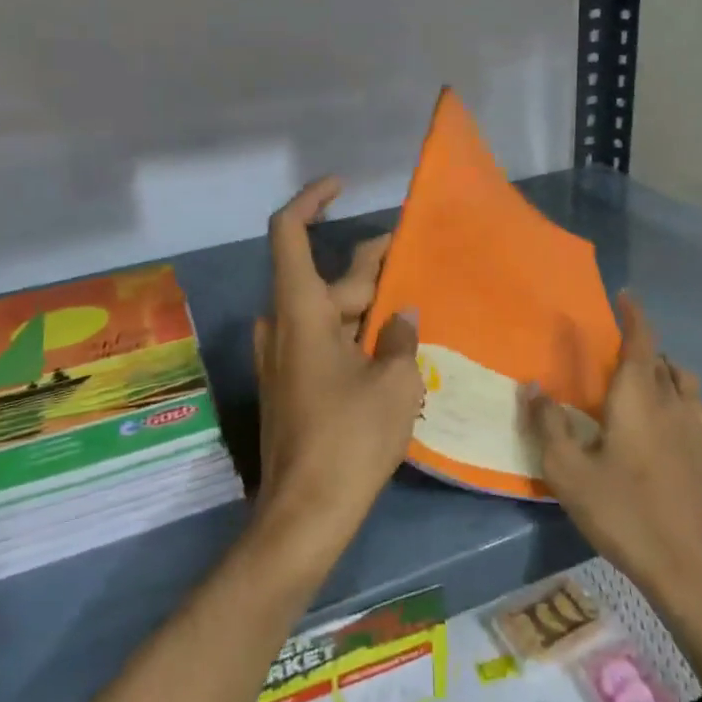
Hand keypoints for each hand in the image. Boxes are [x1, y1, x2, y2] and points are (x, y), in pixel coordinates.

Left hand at [251, 177, 422, 569]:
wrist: (305, 514)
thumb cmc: (350, 438)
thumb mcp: (393, 382)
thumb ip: (399, 338)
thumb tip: (402, 317)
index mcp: (299, 311)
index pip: (289, 233)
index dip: (312, 200)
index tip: (342, 187)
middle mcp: (283, 325)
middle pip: (327, 278)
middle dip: (372, 267)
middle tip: (418, 261)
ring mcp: (284, 358)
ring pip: (329, 312)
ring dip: (368, 305)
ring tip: (418, 305)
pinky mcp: (292, 386)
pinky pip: (325, 342)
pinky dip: (356, 335)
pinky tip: (394, 347)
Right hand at [524, 294, 701, 682]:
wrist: (691, 569)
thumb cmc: (623, 513)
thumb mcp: (568, 472)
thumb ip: (548, 424)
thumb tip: (531, 385)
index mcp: (638, 396)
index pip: (640, 339)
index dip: (633, 314)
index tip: (625, 296)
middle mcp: (675, 403)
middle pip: (663, 362)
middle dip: (643, 351)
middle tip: (620, 360)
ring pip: (691, 386)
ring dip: (672, 377)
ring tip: (653, 387)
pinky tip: (699, 424)